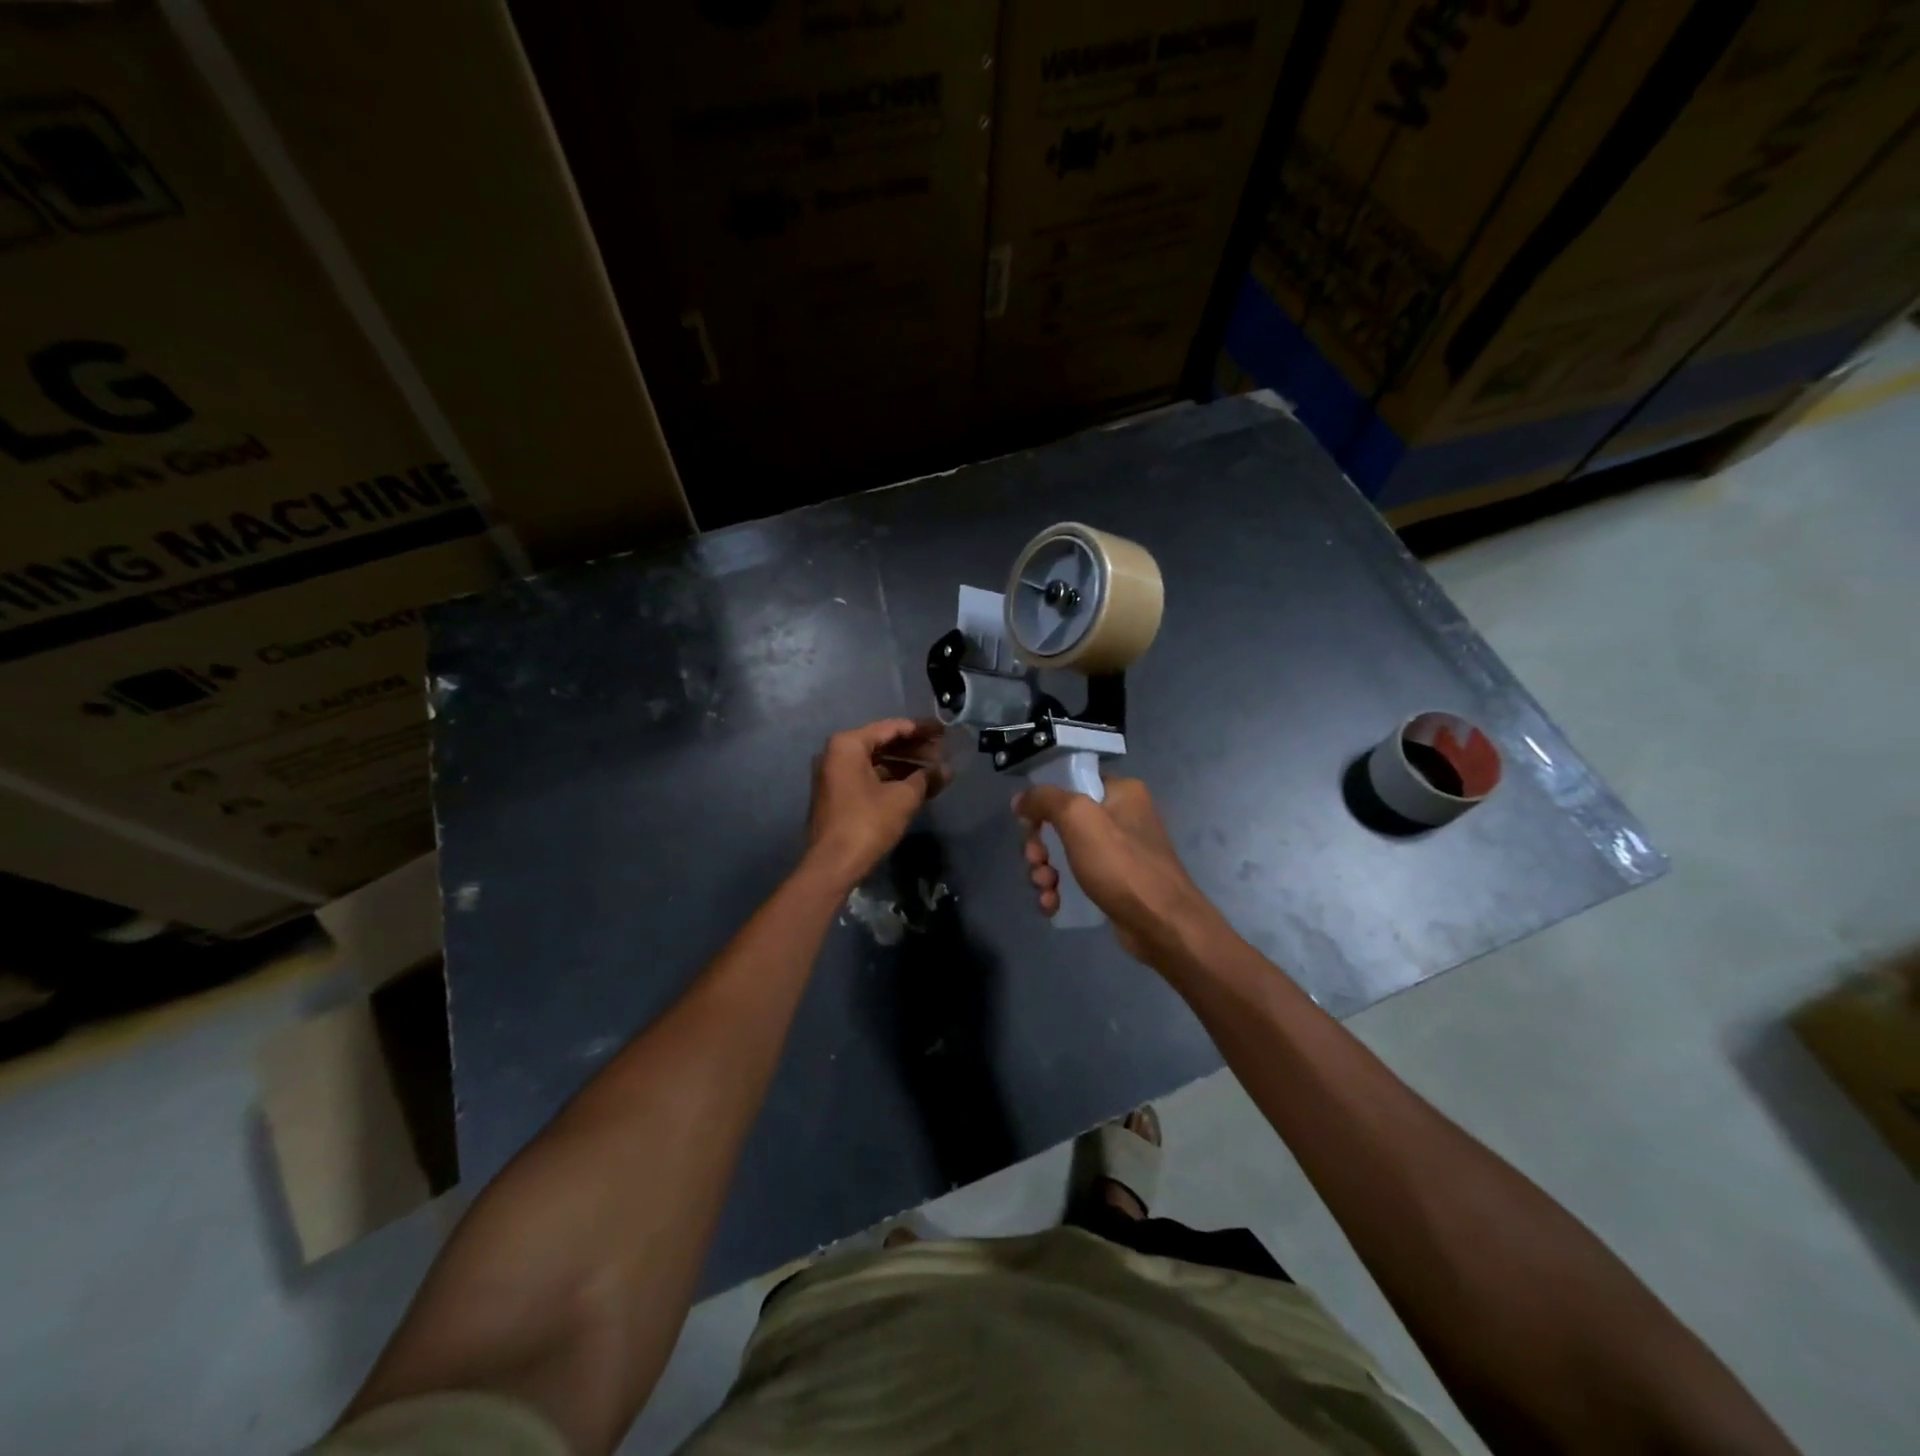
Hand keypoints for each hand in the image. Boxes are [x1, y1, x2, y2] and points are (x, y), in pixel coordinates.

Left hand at [806, 719, 943, 887]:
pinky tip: (916, 786)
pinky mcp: (837, 795)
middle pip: (882, 743)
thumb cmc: (867, 823)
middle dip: (914, 748)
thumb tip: (947, 769)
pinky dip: (892, 779)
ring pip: (876, 762)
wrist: (832, 865)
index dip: (920, 729)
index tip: (944, 731)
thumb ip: (926, 778)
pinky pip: (869, 777)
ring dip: (905, 765)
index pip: (891, 728)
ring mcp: (834, 775)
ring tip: (935, 770)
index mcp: (848, 745)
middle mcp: (836, 754)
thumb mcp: (903, 798)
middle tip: (943, 751)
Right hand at [1014, 776, 1222, 964]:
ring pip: (1065, 854)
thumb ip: (1045, 800)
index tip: (1028, 825)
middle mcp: (1123, 818)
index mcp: (1121, 793)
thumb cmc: (1121, 865)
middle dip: (1041, 845)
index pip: (1071, 784)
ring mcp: (1120, 854)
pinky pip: (1077, 880)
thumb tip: (1021, 799)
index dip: (1043, 803)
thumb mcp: (1078, 819)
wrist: (1163, 925)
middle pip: (1062, 822)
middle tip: (1037, 862)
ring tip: (1045, 888)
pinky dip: (1060, 891)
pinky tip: (1052, 905)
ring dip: (1046, 871)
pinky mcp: (1116, 885)